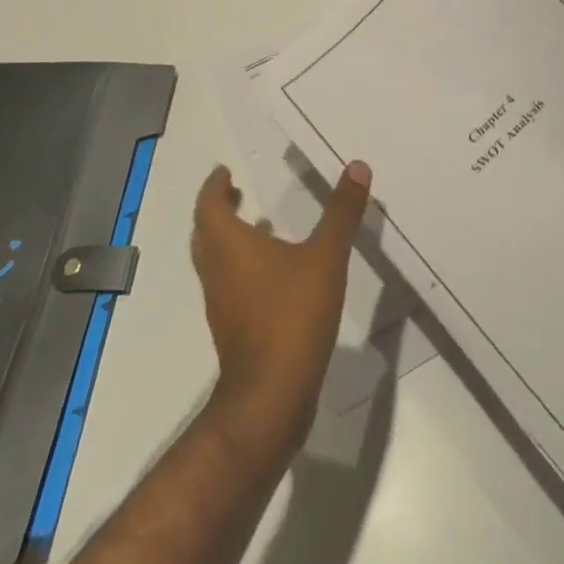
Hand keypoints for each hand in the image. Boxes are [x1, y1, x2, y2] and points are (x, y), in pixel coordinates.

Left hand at [191, 161, 371, 458]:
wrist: (271, 398)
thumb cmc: (291, 315)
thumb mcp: (325, 256)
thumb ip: (341, 212)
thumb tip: (357, 166)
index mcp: (229, 246)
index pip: (208, 206)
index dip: (213, 187)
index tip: (223, 172)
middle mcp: (217, 271)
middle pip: (205, 233)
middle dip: (218, 210)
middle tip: (235, 193)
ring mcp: (221, 304)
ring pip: (214, 261)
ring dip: (228, 239)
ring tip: (257, 225)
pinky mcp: (233, 330)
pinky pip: (229, 285)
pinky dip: (241, 267)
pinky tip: (272, 272)